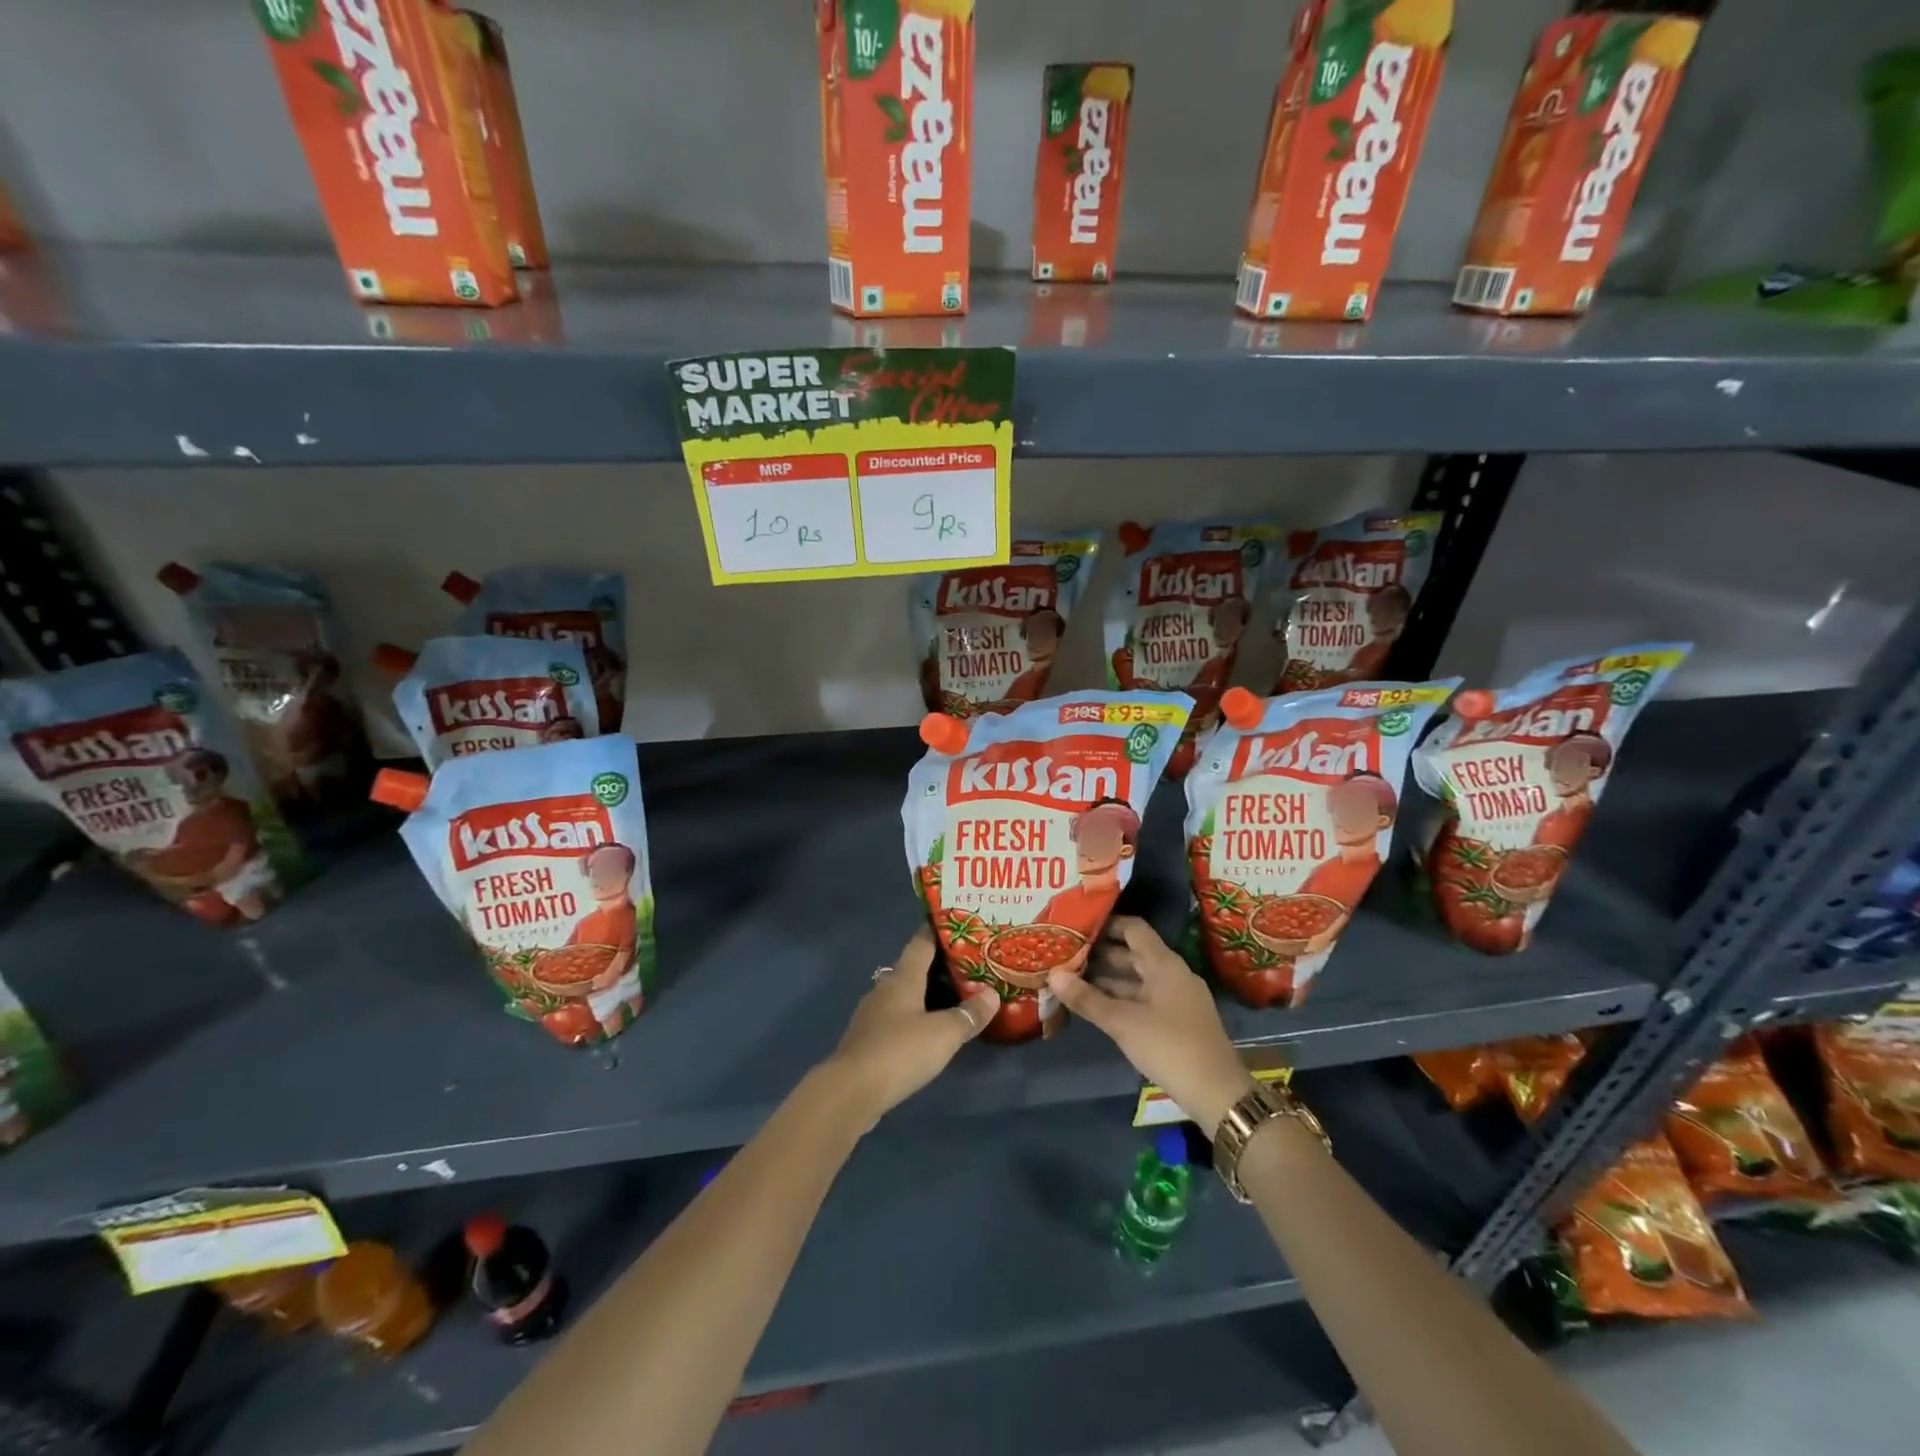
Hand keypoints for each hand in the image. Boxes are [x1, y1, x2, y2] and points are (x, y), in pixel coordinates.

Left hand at [824, 925, 997, 1127]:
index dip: (938, 931)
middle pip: (913, 968)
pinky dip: (914, 1018)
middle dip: (938, 965)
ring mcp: (873, 1014)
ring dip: (925, 994)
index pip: (921, 942)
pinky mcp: (868, 1040)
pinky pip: (897, 1018)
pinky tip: (929, 1031)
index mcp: (902, 977)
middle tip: (967, 965)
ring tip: (954, 997)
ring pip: (904, 994)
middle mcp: (885, 988)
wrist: (851, 1091)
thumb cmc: (899, 1051)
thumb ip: (969, 1014)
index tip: (957, 923)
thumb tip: (992, 994)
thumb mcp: (944, 1034)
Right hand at [1047, 916, 1254, 1134]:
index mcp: (1164, 964)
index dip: (1106, 924)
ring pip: (1138, 979)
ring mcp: (1178, 998)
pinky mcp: (1178, 1021)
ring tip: (1073, 979)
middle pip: (1134, 953)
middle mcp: (1173, 974)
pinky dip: (1122, 998)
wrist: (1217, 1093)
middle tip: (1066, 954)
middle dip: (1101, 954)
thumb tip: (1052, 974)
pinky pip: (1145, 998)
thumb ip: (1087, 998)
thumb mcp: (1122, 1022)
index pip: (1133, 928)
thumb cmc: (1169, 1046)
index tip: (1077, 926)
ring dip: (1109, 979)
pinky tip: (1098, 1007)